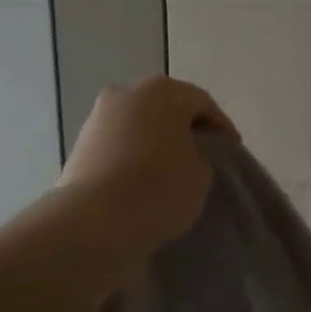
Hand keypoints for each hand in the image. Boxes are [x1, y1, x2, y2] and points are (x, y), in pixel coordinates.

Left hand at [56, 76, 237, 261]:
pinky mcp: (79, 143)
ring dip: (154, 140)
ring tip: (168, 169)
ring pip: (138, 123)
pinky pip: (117, 143)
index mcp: (163, 91)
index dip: (221, 127)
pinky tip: (140, 178)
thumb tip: (184, 155)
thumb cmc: (160, 188)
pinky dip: (131, 154)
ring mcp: (98, 116)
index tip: (231, 152)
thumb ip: (199, 154)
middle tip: (201, 155)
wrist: (96, 221)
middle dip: (183, 128)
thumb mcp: (202, 173)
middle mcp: (127, 92)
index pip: (203, 103)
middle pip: (165, 106)